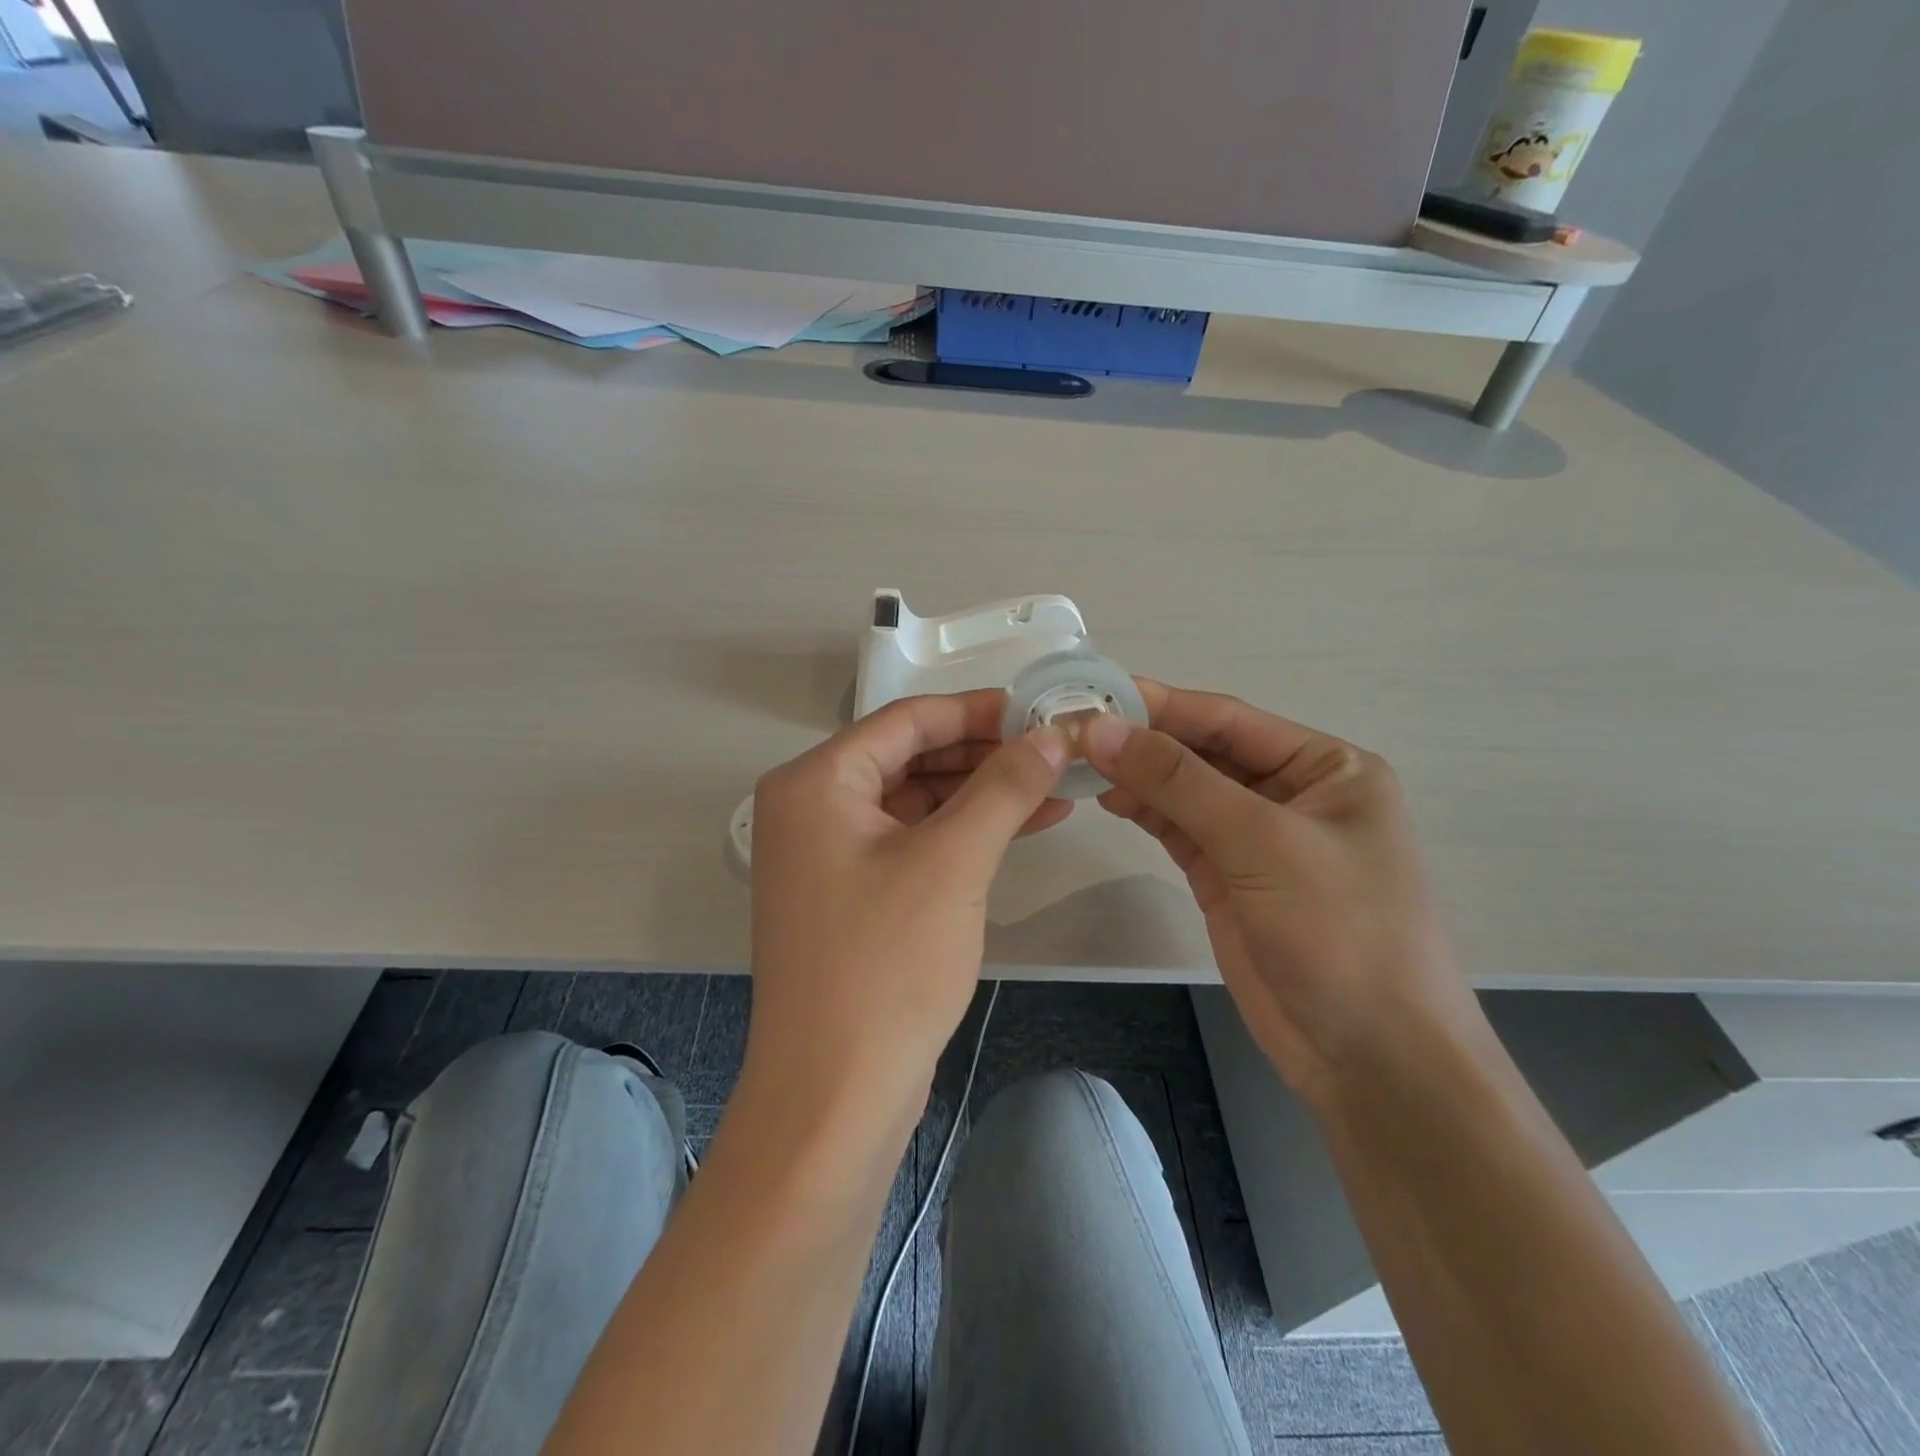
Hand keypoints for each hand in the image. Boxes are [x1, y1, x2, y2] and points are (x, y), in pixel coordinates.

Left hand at [747, 690, 1071, 1125]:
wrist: (835, 1096)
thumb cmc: (885, 964)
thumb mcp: (952, 862)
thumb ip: (1003, 787)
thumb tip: (1050, 735)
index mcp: (815, 782)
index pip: (906, 720)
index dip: (977, 710)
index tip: (1040, 709)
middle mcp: (812, 809)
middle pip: (910, 757)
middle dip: (985, 754)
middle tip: (1054, 750)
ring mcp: (829, 856)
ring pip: (917, 802)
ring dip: (982, 794)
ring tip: (1055, 787)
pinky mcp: (853, 896)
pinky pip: (914, 842)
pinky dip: (964, 833)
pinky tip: (1023, 826)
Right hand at [1080, 682, 1480, 1104]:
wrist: (1371, 1060)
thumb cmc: (1341, 933)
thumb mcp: (1261, 842)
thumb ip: (1178, 781)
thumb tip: (1100, 727)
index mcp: (1327, 766)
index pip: (1228, 718)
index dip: (1161, 704)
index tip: (1094, 692)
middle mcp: (1292, 792)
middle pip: (1203, 751)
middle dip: (1143, 741)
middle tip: (1073, 729)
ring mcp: (1257, 837)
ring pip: (1186, 789)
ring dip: (1137, 775)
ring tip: (1078, 763)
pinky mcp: (1228, 876)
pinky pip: (1180, 828)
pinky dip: (1145, 811)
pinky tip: (1107, 798)